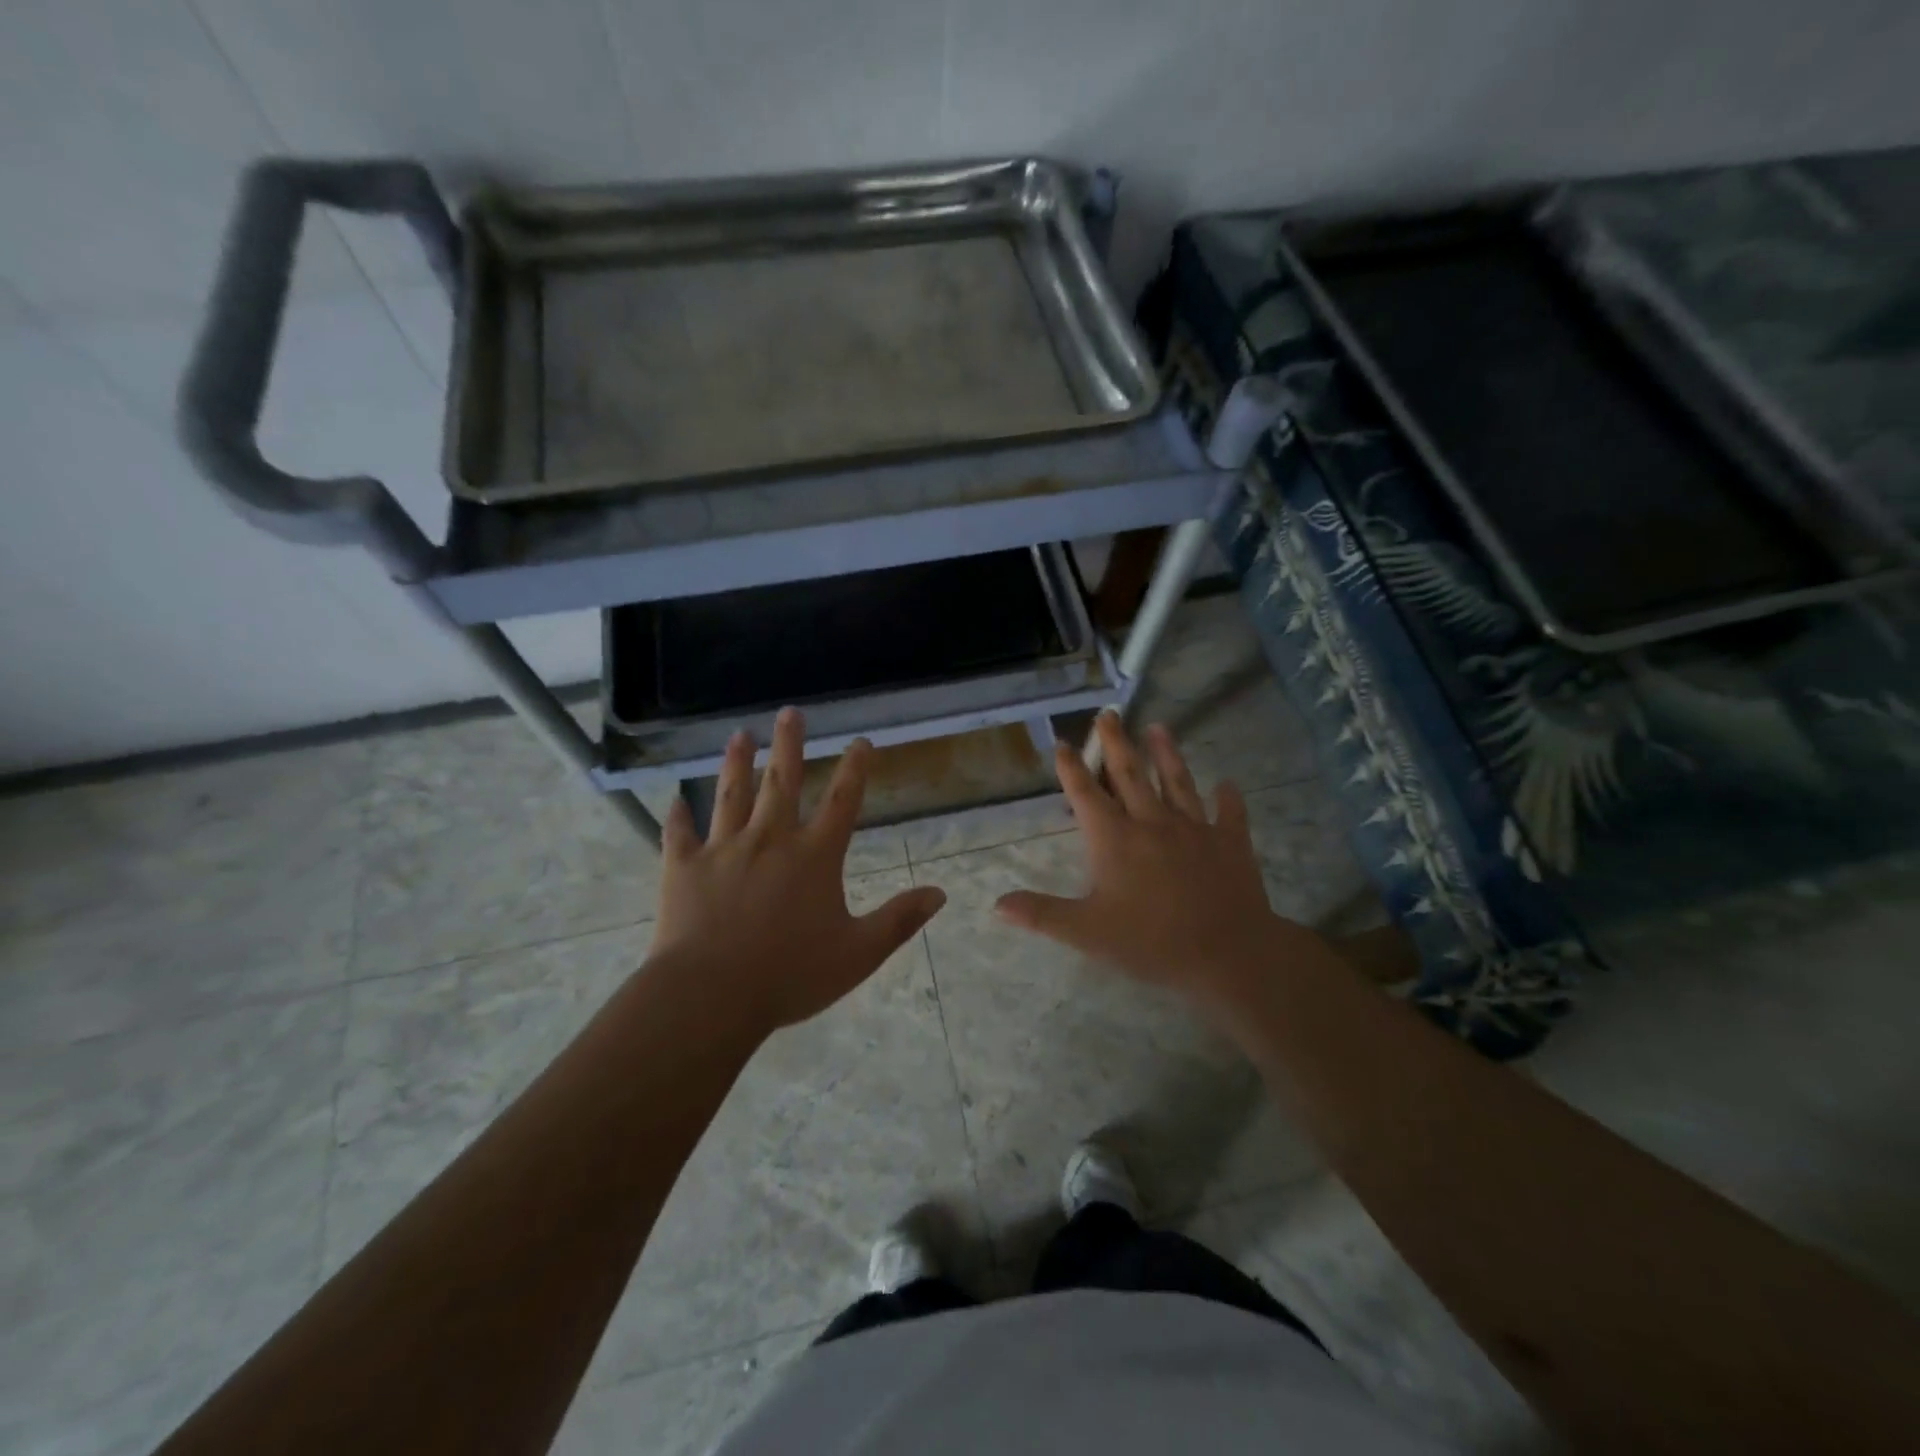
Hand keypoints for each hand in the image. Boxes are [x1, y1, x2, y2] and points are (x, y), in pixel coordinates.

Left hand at [648, 708, 946, 1037]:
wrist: (711, 995)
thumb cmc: (790, 974)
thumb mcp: (858, 953)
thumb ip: (900, 920)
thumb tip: (940, 893)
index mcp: (814, 856)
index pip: (843, 801)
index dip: (855, 769)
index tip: (861, 741)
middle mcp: (770, 840)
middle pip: (782, 782)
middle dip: (790, 745)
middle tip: (790, 712)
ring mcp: (723, 849)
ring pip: (731, 795)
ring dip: (737, 763)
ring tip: (740, 735)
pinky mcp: (683, 867)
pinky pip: (680, 834)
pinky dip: (678, 816)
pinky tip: (675, 800)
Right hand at [995, 712, 1315, 1004]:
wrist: (1228, 953)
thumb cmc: (1151, 942)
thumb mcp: (1087, 933)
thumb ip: (1042, 914)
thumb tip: (998, 905)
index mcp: (1116, 839)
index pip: (1086, 795)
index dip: (1072, 769)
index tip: (1063, 743)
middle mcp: (1152, 823)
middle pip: (1130, 775)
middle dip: (1116, 743)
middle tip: (1109, 715)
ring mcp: (1195, 829)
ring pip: (1177, 782)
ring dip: (1166, 754)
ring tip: (1159, 728)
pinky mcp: (1230, 842)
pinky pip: (1229, 814)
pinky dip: (1228, 798)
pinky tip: (1227, 784)